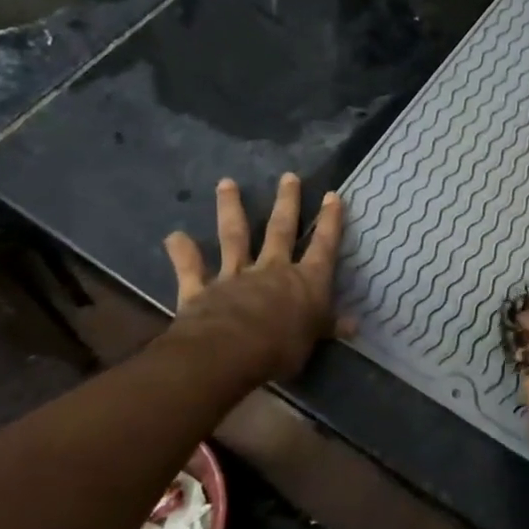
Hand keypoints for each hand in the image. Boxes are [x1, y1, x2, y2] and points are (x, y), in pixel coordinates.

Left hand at [160, 174, 345, 382]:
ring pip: (234, 236)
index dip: (330, 221)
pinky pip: (191, 269)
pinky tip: (173, 236)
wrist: (231, 351)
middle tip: (289, 176)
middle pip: (281, 230)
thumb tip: (354, 325)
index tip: (332, 195)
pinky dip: (182, 253)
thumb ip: (330, 326)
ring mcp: (235, 276)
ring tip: (226, 183)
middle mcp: (272, 269)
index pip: (323, 246)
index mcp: (306, 281)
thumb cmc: (282, 347)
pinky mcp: (202, 289)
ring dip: (231, 209)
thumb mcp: (315, 339)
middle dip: (287, 202)